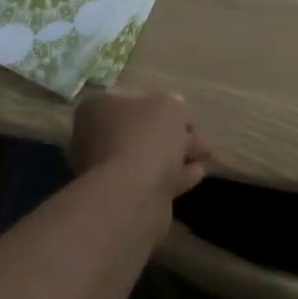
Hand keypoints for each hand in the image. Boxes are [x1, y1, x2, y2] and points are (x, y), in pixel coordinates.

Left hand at [68, 90, 210, 200]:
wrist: (132, 193)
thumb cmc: (145, 137)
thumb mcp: (168, 106)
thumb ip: (173, 104)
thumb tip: (172, 109)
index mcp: (97, 109)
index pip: (130, 101)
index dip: (160, 106)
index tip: (184, 115)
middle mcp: (93, 138)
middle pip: (140, 132)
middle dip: (171, 134)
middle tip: (199, 139)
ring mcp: (104, 171)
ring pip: (147, 157)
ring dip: (174, 156)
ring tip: (203, 156)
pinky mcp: (120, 197)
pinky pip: (151, 180)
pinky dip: (173, 175)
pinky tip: (195, 174)